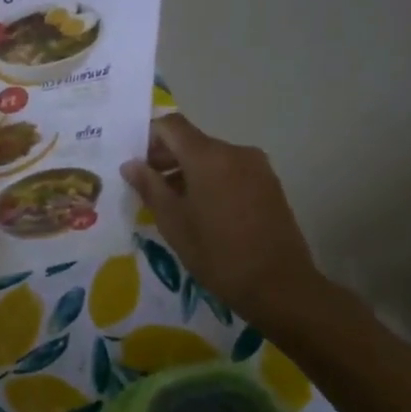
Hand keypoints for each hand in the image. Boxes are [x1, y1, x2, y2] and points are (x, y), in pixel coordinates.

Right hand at [119, 113, 319, 321]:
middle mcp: (235, 152)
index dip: (148, 137)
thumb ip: (149, 186)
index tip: (135, 163)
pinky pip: (231, 171)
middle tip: (147, 187)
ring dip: (188, 171)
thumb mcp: (172, 221)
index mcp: (208, 156)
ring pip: (212, 157)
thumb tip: (131, 164)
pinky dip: (211, 181)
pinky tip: (203, 211)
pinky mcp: (270, 185)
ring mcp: (257, 167)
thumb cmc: (217, 253)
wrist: (279, 286)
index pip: (171, 125)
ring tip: (174, 204)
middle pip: (192, 141)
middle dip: (166, 158)